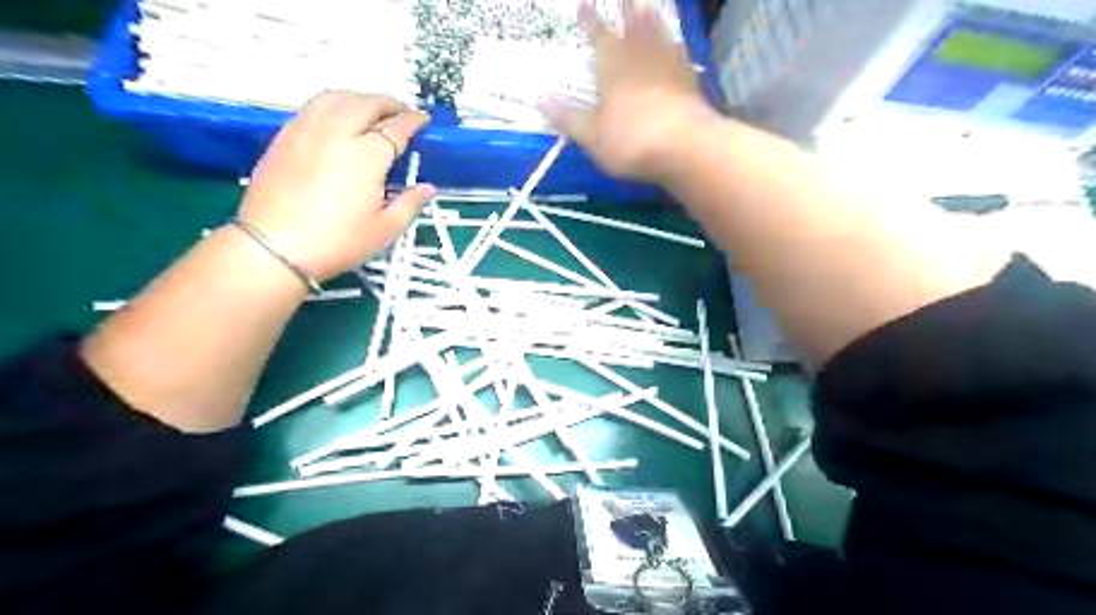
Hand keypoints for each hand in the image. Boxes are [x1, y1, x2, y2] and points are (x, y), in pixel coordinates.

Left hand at [237, 91, 433, 280]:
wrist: (274, 248)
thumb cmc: (336, 243)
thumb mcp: (385, 230)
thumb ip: (410, 204)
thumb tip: (427, 188)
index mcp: (366, 157)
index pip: (395, 128)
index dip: (412, 121)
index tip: (422, 120)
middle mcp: (336, 134)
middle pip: (365, 104)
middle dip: (388, 103)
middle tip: (401, 112)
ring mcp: (306, 131)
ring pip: (336, 98)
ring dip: (359, 98)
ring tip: (371, 109)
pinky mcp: (284, 137)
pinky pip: (313, 107)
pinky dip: (334, 104)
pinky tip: (338, 119)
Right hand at [541, 0, 715, 182]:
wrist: (684, 146)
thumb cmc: (631, 141)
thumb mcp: (592, 136)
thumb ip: (569, 117)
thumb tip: (540, 99)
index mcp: (613, 65)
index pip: (598, 35)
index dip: (589, 20)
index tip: (584, 3)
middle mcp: (641, 56)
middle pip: (633, 25)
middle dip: (626, 9)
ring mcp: (669, 65)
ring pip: (659, 33)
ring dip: (652, 19)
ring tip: (648, 7)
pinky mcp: (690, 79)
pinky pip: (679, 52)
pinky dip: (674, 44)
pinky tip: (675, 46)